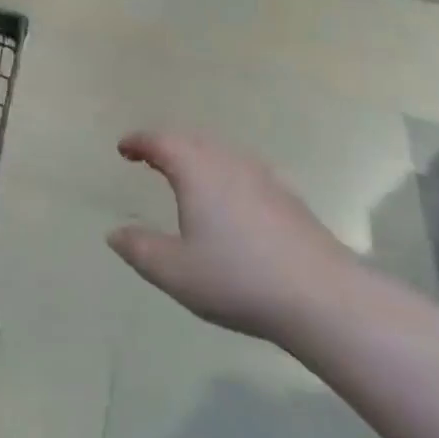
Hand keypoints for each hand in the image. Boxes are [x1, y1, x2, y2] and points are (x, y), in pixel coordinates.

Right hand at [108, 130, 355, 338]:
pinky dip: (224, 173)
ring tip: (185, 176)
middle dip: (167, 145)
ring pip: (222, 153)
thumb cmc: (237, 278)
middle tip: (149, 158)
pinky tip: (230, 199)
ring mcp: (264, 177)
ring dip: (197, 157)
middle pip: (192, 140)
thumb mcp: (174, 271)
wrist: (323, 297)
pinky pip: (244, 170)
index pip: (161, 141)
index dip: (139, 142)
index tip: (123, 149)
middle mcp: (229, 162)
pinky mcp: (289, 197)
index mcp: (197, 170)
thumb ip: (139, 249)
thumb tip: (115, 233)